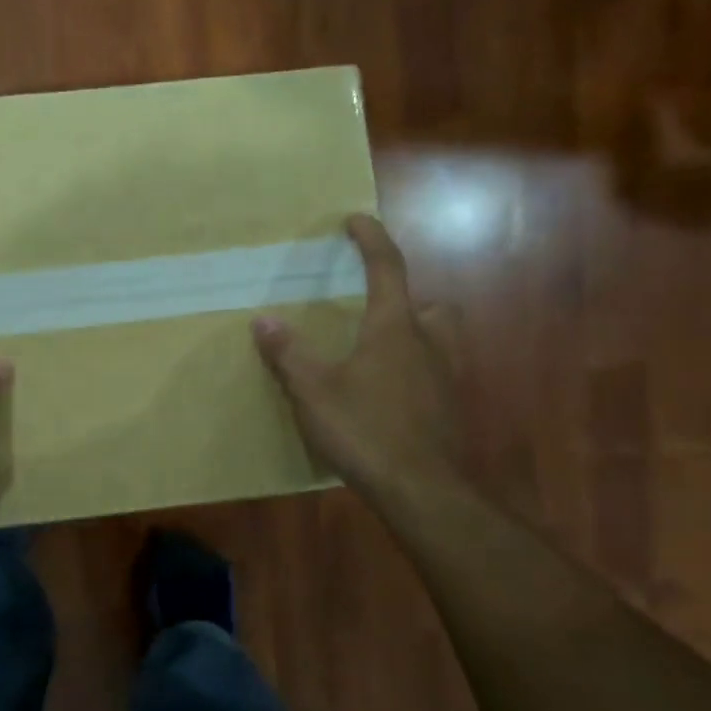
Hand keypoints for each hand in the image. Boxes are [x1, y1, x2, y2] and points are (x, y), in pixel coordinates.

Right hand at [253, 214, 459, 511]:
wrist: (422, 491)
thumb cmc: (366, 430)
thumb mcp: (313, 392)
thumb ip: (288, 354)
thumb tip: (262, 320)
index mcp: (395, 328)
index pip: (388, 268)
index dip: (371, 239)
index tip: (356, 219)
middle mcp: (428, 344)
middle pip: (430, 305)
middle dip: (406, 300)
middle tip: (374, 311)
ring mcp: (445, 379)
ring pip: (437, 342)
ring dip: (412, 337)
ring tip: (376, 355)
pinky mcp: (448, 410)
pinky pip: (433, 376)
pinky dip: (412, 374)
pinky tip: (386, 398)